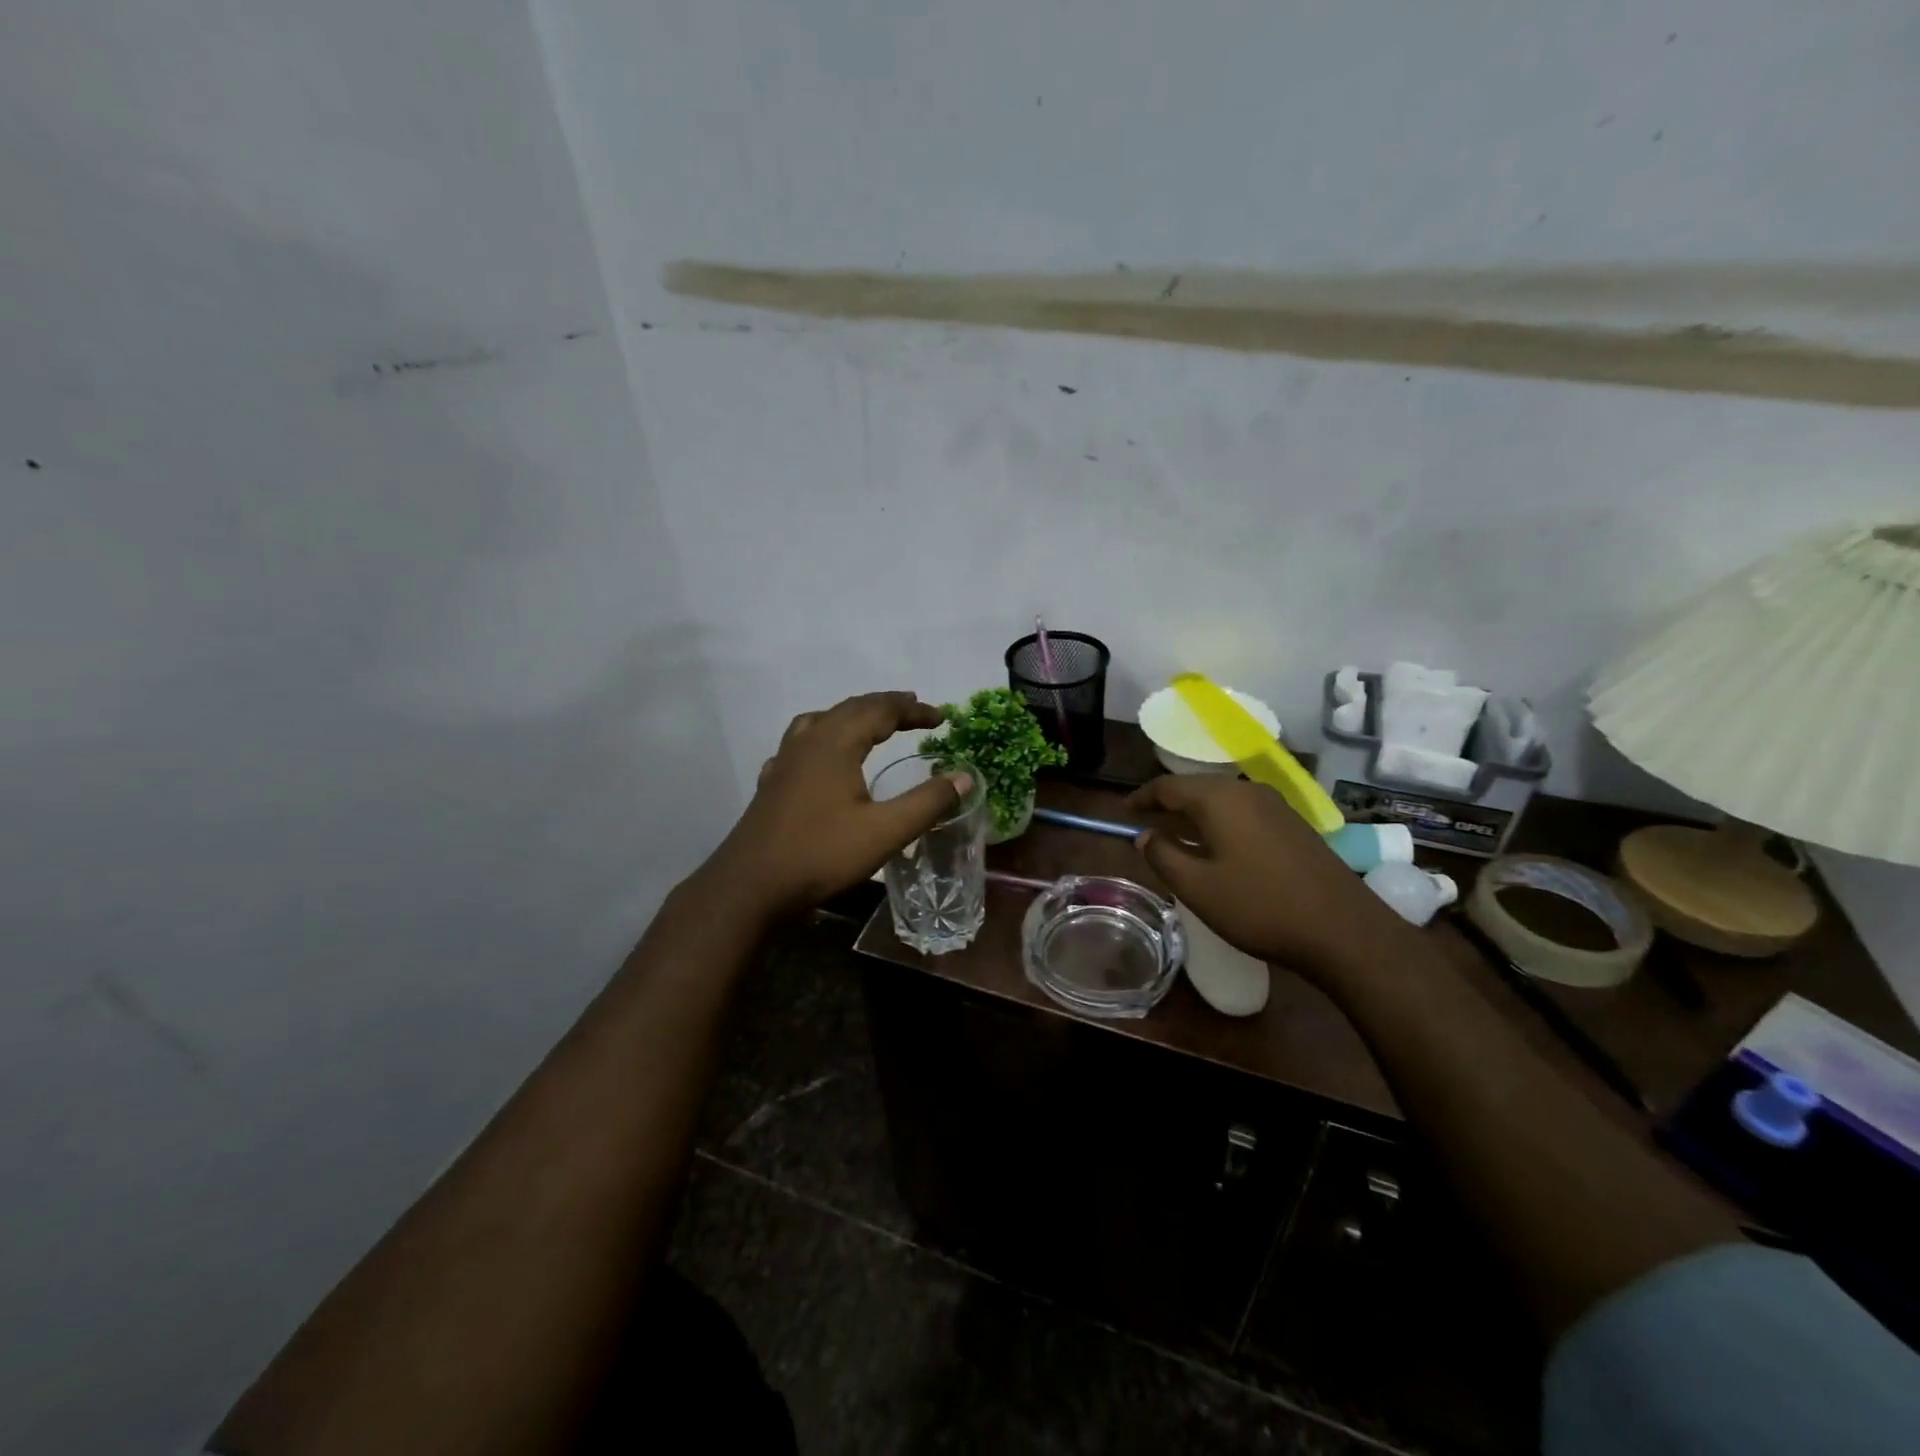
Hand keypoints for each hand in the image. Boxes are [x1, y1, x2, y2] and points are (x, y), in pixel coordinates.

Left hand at [707, 692, 973, 917]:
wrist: (750, 886)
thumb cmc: (821, 854)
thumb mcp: (885, 832)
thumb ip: (927, 803)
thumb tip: (965, 777)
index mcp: (836, 743)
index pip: (881, 710)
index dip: (914, 710)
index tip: (942, 716)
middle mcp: (808, 741)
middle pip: (851, 708)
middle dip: (886, 706)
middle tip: (915, 710)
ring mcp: (785, 760)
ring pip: (823, 720)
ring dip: (854, 715)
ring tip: (873, 723)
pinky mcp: (772, 781)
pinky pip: (803, 741)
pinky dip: (825, 735)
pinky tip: (824, 757)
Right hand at [1129, 775, 1403, 981]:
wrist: (1343, 929)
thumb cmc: (1260, 906)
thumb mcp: (1197, 887)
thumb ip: (1163, 856)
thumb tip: (1145, 835)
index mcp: (1220, 799)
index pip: (1168, 786)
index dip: (1142, 797)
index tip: (1123, 811)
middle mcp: (1247, 791)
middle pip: (1197, 787)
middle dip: (1168, 802)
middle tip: (1146, 822)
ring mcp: (1276, 806)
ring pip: (1222, 799)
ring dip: (1196, 813)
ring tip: (1177, 834)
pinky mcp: (1294, 825)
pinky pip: (1244, 812)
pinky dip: (1221, 821)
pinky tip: (1218, 846)